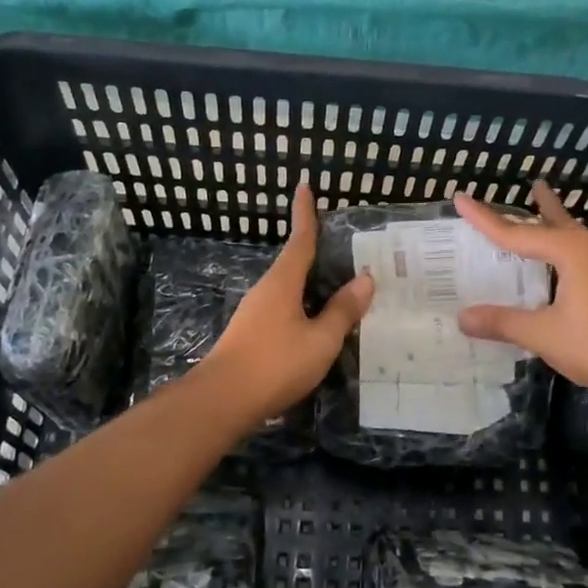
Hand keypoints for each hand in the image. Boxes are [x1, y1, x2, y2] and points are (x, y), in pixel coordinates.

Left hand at [196, 181, 374, 424]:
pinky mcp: (250, 336)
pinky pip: (283, 311)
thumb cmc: (275, 363)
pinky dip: (302, 308)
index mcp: (283, 283)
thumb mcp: (320, 340)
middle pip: (293, 264)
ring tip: (336, 289)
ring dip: (309, 285)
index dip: (305, 214)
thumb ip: (343, 310)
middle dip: (314, 252)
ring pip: (288, 290)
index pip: (300, 240)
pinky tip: (314, 325)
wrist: (222, 400)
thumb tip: (365, 278)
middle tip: (341, 247)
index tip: (304, 187)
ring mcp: (254, 314)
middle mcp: (266, 291)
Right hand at [454, 181, 587, 407]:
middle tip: (534, 184)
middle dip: (542, 206)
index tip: (461, 199)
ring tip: (550, 215)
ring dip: (560, 226)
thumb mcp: (543, 334)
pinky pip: (585, 257)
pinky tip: (569, 266)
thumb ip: (502, 323)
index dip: (485, 219)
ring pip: (576, 238)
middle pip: (556, 223)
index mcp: (570, 252)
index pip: (516, 233)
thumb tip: (462, 318)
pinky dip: (569, 251)